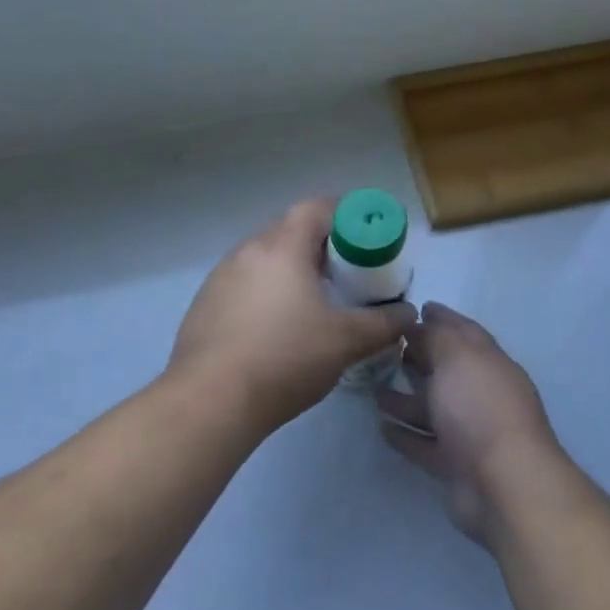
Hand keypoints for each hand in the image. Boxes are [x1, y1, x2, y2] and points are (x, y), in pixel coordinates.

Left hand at [169, 198, 417, 435]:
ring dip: (288, 272)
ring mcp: (219, 278)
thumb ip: (383, 324)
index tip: (363, 238)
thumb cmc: (284, 358)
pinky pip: (241, 285)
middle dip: (319, 247)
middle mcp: (247, 251)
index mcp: (282, 247)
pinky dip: (263, 294)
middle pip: (288, 232)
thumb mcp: (346, 342)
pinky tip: (273, 330)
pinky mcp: (203, 305)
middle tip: (343, 275)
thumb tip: (407, 314)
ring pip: (263, 260)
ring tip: (310, 304)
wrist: (211, 401)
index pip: (315, 208)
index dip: (343, 214)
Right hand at [375, 302, 563, 545]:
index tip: (416, 308)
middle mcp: (481, 394)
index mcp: (489, 363)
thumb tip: (420, 323)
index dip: (442, 318)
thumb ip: (436, 336)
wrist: (504, 485)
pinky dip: (405, 435)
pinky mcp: (455, 465)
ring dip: (406, 399)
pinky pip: (425, 444)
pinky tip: (381, 427)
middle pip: (447, 370)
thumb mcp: (457, 357)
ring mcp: (470, 432)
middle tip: (386, 348)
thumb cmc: (480, 408)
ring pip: (433, 409)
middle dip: (421, 357)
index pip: (464, 332)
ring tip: (374, 389)